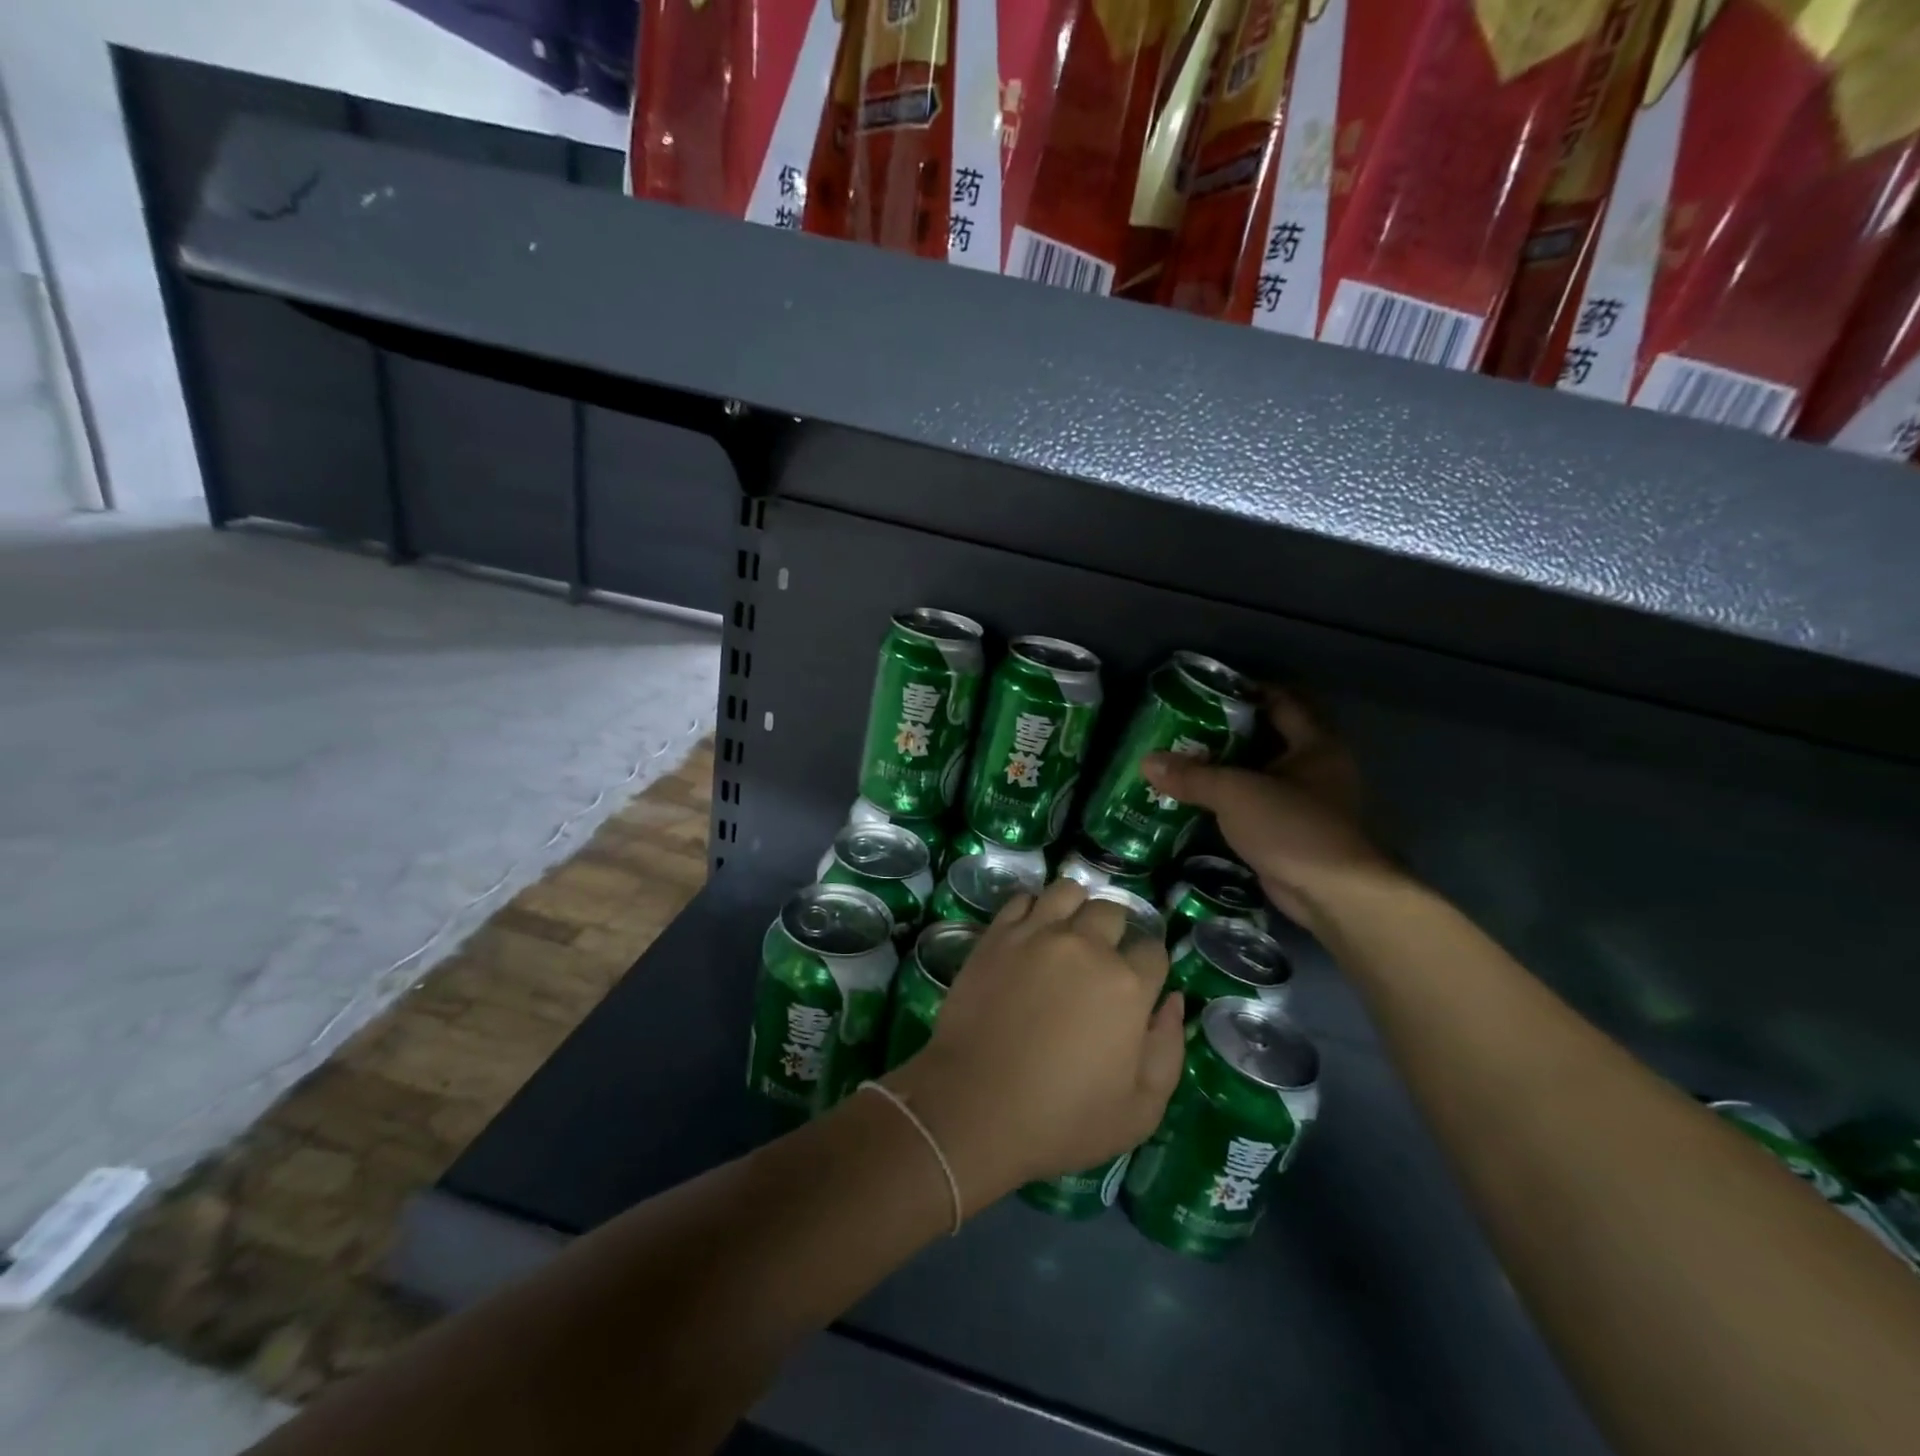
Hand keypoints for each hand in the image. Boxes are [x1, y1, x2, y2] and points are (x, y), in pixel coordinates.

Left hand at [883, 881, 1183, 1214]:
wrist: (974, 1106)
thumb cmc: (1062, 1119)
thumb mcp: (1140, 1110)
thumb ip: (1168, 1050)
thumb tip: (1173, 1001)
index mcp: (1128, 985)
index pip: (1153, 949)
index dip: (1149, 966)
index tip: (1137, 985)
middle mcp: (1086, 946)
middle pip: (1112, 912)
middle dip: (1114, 932)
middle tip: (1100, 962)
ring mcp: (1037, 934)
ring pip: (1068, 891)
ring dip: (1076, 908)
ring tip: (1068, 934)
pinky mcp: (997, 935)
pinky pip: (1022, 899)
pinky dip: (1033, 909)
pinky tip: (1032, 933)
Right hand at [1140, 688, 1397, 932]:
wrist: (1331, 896)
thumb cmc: (1292, 827)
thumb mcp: (1236, 793)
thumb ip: (1192, 776)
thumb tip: (1146, 762)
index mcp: (1314, 744)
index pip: (1279, 701)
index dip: (1244, 691)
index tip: (1203, 691)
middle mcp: (1314, 767)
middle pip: (1264, 737)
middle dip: (1223, 732)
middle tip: (1180, 727)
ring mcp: (1303, 802)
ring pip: (1256, 774)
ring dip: (1222, 770)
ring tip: (1179, 761)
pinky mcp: (1288, 831)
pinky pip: (1252, 805)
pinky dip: (1226, 801)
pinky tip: (1193, 799)